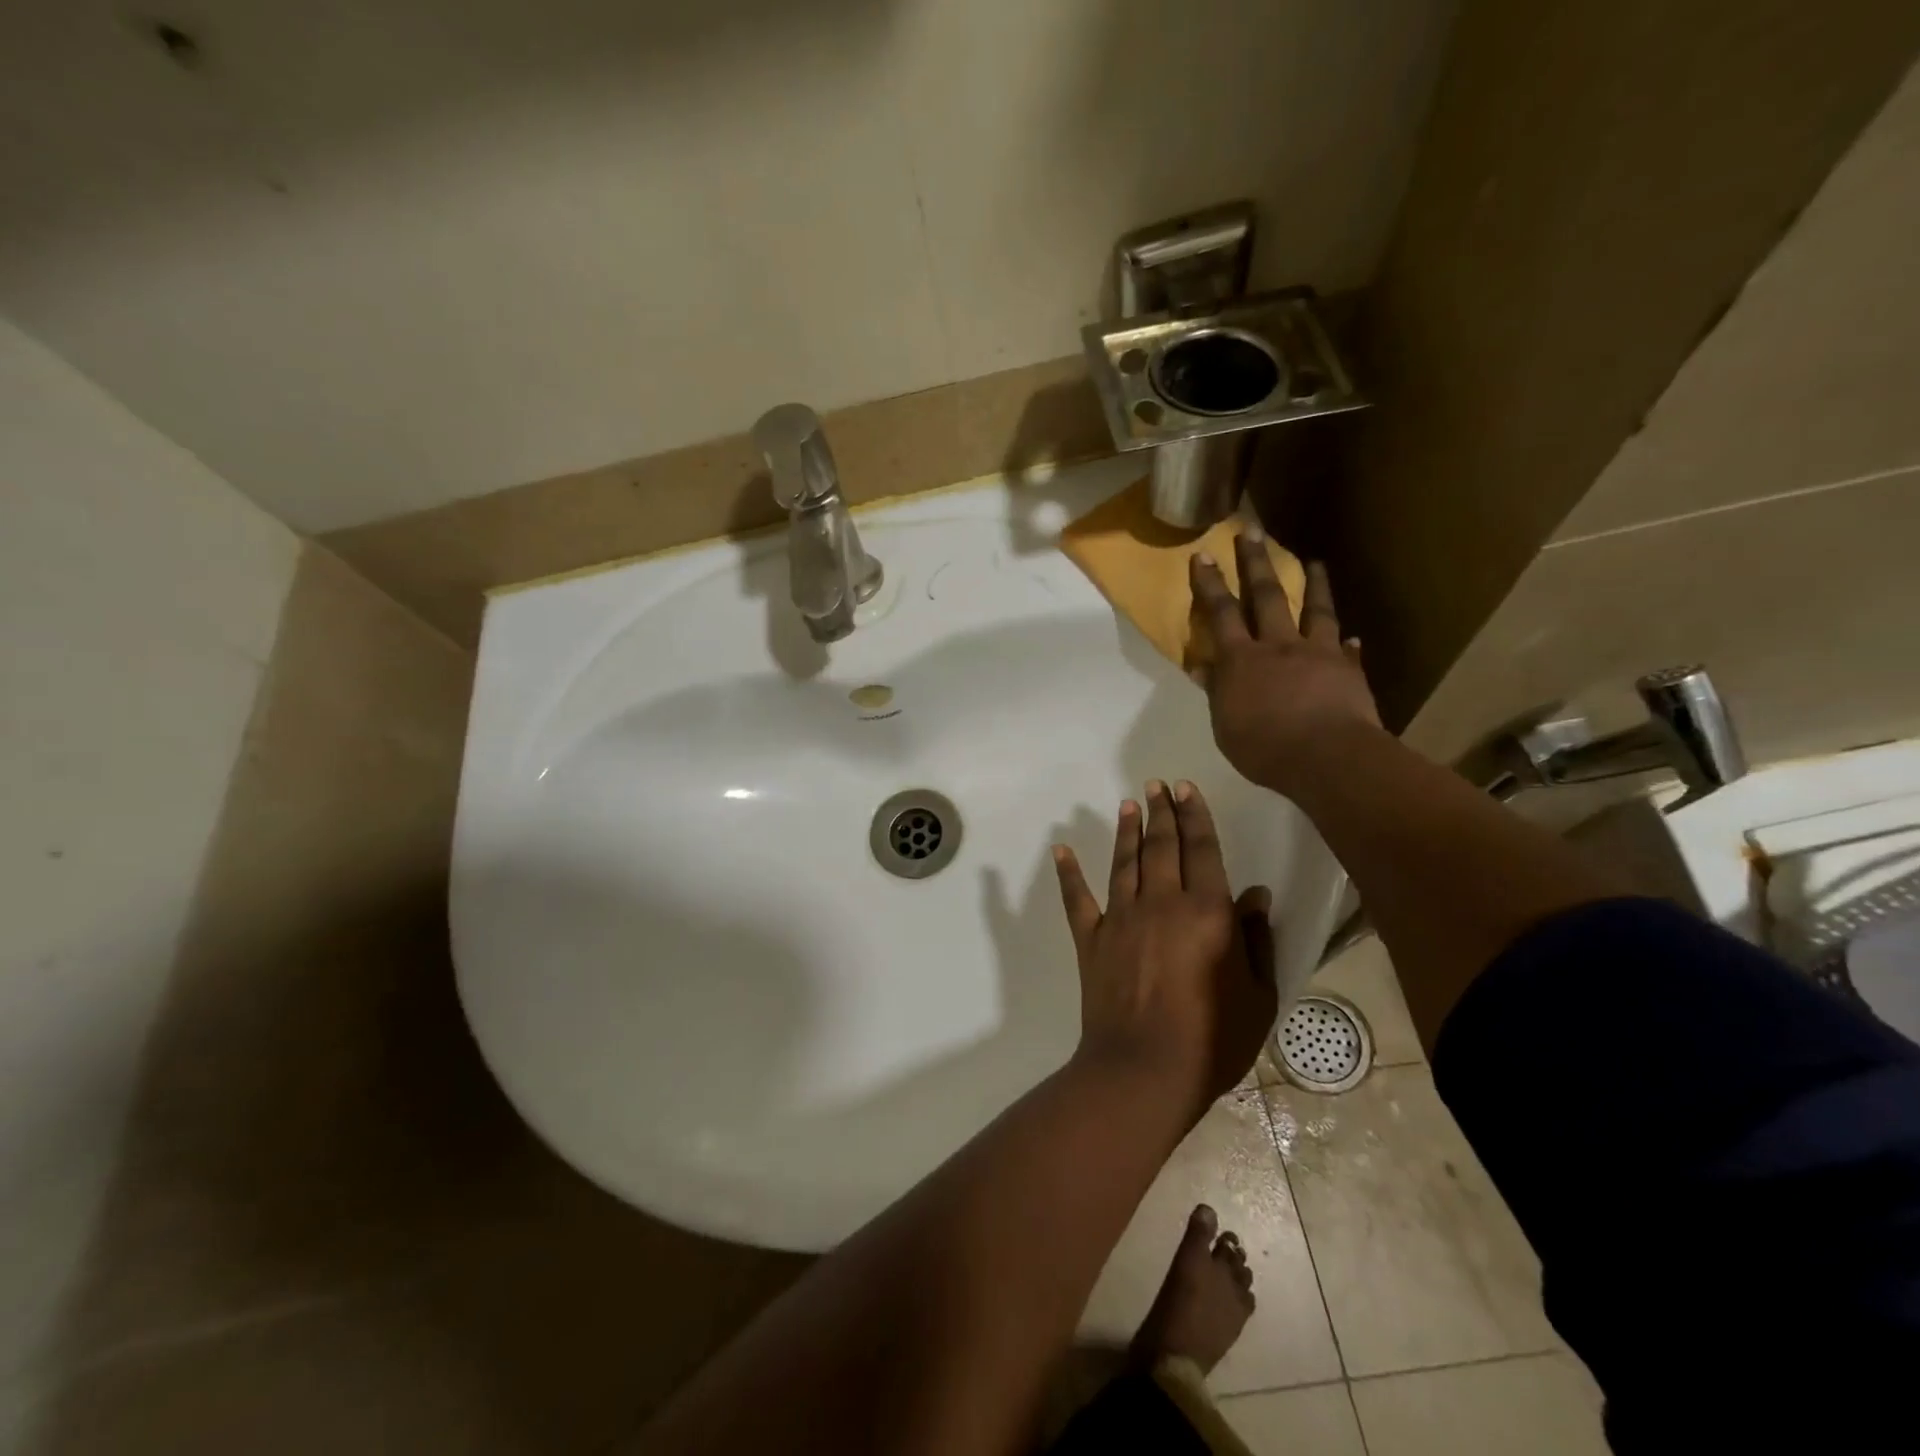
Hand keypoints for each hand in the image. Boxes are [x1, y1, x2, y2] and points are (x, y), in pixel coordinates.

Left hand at [1053, 781, 1277, 1117]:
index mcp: (1207, 912)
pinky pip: (1077, 898)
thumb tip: (1256, 893)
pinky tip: (1060, 849)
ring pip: (1124, 862)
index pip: (1202, 850)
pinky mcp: (1091, 938)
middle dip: (1161, 812)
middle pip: (1161, 846)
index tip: (1185, 788)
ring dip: (1126, 831)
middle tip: (1156, 784)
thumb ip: (1257, 939)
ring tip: (1128, 804)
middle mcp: (1161, 902)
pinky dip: (1068, 873)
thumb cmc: (1213, 1040)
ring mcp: (1121, 918)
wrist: (1145, 1069)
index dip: (1195, 816)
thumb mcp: (1257, 995)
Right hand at [1189, 534, 1380, 794]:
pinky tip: (1352, 636)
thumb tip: (1204, 668)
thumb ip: (1218, 693)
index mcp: (1242, 660)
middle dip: (1256, 561)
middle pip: (1266, 596)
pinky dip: (1347, 642)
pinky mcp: (1349, 670)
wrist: (1328, 759)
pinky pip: (1347, 650)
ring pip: (1316, 610)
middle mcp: (1279, 646)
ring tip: (1314, 561)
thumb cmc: (1265, 748)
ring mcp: (1319, 653)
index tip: (1204, 555)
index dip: (1211, 584)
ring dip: (1313, 584)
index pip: (1221, 613)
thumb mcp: (1226, 727)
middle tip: (1251, 530)